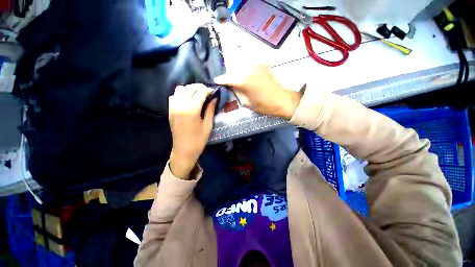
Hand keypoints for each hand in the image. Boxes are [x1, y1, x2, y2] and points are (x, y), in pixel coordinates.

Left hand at [168, 84, 216, 179]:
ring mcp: (173, 107)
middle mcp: (180, 105)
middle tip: (207, 93)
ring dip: (189, 90)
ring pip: (180, 90)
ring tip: (197, 96)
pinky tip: (187, 101)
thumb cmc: (198, 140)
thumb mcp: (208, 125)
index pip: (200, 92)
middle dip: (199, 88)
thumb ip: (210, 110)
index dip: (208, 90)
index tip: (213, 92)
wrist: (184, 150)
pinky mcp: (169, 111)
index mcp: (192, 109)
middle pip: (189, 88)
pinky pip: (173, 96)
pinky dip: (181, 95)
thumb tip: (214, 98)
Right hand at [214, 64, 301, 118]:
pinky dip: (245, 68)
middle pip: (233, 69)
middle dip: (229, 75)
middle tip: (227, 80)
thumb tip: (232, 86)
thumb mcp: (247, 103)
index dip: (221, 80)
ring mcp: (256, 64)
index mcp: (243, 80)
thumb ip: (237, 92)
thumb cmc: (264, 105)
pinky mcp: (262, 64)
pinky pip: (249, 64)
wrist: (282, 100)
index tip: (216, 81)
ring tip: (235, 77)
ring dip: (236, 70)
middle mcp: (247, 69)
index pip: (227, 78)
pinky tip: (245, 74)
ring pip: (241, 65)